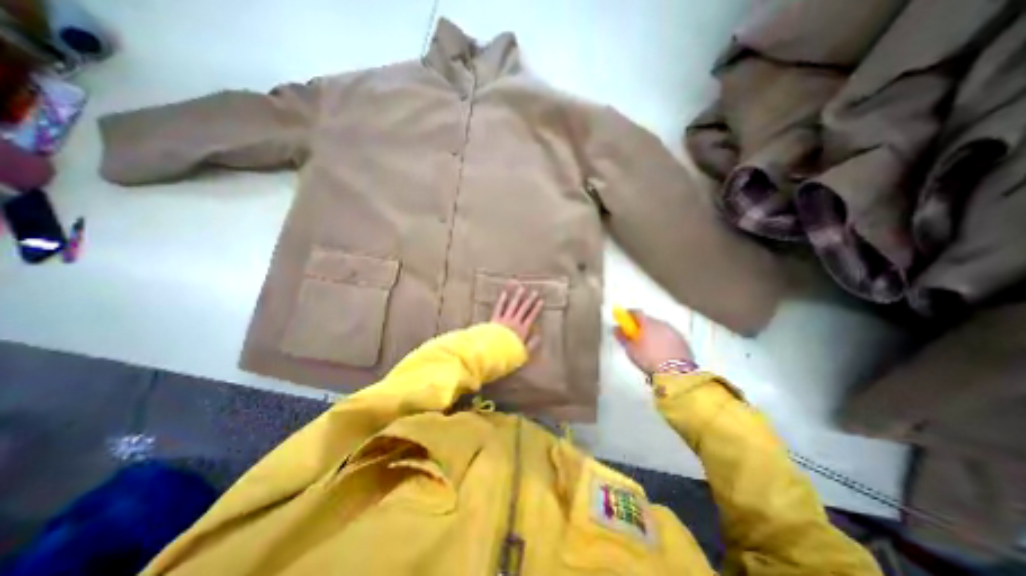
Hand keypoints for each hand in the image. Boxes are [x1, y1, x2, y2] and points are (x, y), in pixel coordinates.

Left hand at [490, 287, 543, 347]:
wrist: (493, 352)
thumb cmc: (509, 354)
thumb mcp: (523, 353)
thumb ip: (532, 344)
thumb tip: (539, 336)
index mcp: (522, 330)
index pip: (531, 316)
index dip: (536, 308)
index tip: (541, 301)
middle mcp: (515, 322)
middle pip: (523, 309)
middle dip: (530, 300)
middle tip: (534, 292)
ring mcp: (505, 319)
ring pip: (512, 306)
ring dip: (517, 297)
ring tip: (521, 288)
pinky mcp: (495, 319)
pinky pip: (499, 308)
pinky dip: (501, 301)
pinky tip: (504, 294)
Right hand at [612, 311, 693, 372]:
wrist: (677, 373)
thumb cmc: (649, 359)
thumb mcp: (630, 349)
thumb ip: (622, 337)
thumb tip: (616, 329)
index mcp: (648, 323)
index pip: (635, 313)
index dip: (628, 316)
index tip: (623, 321)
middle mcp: (662, 323)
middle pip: (648, 320)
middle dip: (641, 326)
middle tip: (635, 337)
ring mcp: (674, 332)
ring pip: (660, 329)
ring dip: (653, 334)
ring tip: (648, 347)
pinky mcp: (683, 341)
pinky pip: (669, 337)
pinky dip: (663, 341)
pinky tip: (660, 353)